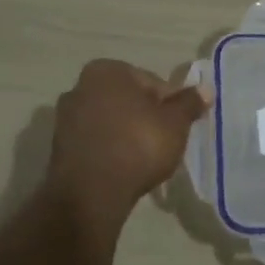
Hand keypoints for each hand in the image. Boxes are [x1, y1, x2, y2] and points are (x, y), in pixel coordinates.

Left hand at [44, 59, 210, 225]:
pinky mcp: (59, 147)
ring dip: (126, 134)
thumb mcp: (174, 124)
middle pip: (128, 100)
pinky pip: (95, 142)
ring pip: (110, 121)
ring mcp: (65, 117)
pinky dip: (110, 150)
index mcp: (106, 70)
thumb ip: (189, 104)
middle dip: (145, 117)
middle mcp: (80, 85)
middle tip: (163, 143)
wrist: (91, 193)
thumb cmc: (137, 145)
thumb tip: (206, 89)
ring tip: (144, 160)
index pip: (151, 82)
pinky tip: (123, 169)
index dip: (169, 104)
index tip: (177, 127)